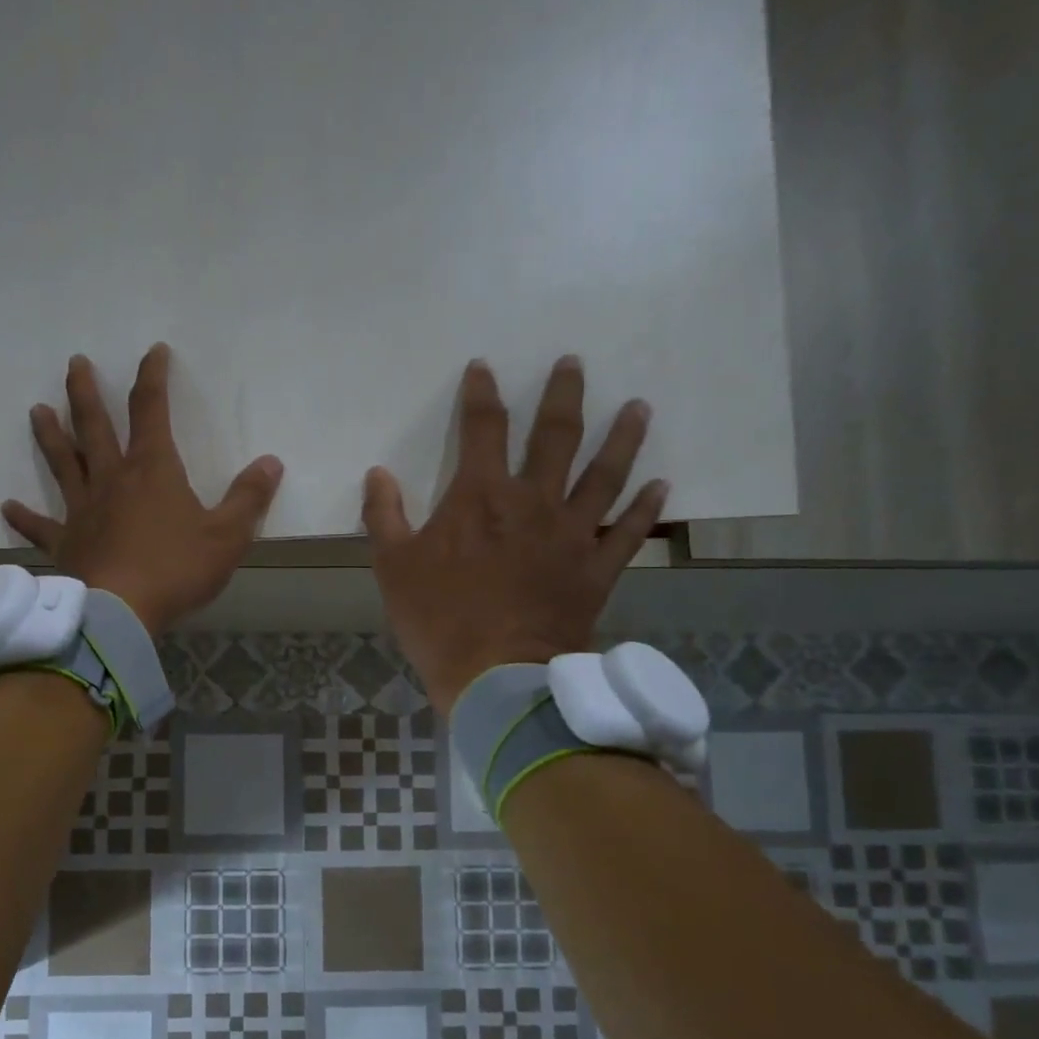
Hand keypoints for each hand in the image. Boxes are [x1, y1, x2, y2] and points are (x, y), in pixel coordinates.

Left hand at [2, 344, 282, 636]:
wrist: (119, 610)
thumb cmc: (176, 570)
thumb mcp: (227, 537)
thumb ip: (249, 498)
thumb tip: (271, 462)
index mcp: (152, 470)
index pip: (151, 409)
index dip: (153, 377)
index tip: (153, 352)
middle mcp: (111, 480)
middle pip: (95, 426)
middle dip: (86, 392)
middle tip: (74, 363)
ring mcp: (82, 511)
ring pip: (63, 464)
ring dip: (50, 436)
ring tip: (37, 410)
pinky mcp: (64, 544)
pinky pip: (40, 526)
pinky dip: (24, 517)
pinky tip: (6, 506)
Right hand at [363, 356, 667, 714]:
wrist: (498, 674)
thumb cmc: (438, 619)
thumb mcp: (392, 568)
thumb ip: (383, 516)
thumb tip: (378, 474)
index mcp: (480, 496)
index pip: (482, 428)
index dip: (481, 394)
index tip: (483, 368)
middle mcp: (533, 501)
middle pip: (555, 436)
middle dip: (563, 395)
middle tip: (573, 364)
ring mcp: (572, 533)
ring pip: (606, 474)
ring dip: (623, 437)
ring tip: (639, 407)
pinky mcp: (597, 569)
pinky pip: (628, 531)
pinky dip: (646, 508)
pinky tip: (661, 486)